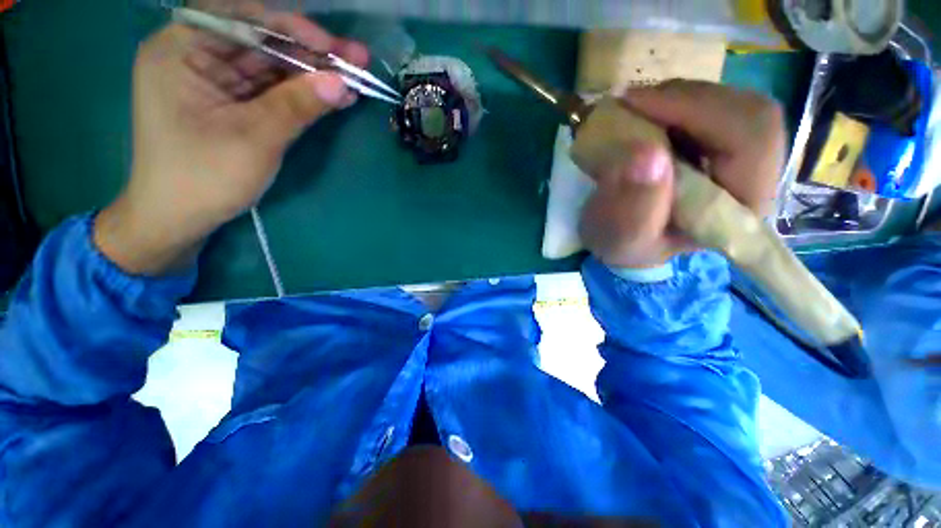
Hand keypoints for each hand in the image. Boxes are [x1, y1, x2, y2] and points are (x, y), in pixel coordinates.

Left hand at [95, 12, 368, 275]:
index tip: (330, 46)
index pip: (240, 17)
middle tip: (355, 58)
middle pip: (262, 41)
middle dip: (310, 51)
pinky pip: (273, 91)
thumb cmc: (204, 177)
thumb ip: (297, 105)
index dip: (290, 26)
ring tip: (354, 77)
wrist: (180, 219)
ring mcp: (217, 81)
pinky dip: (303, 95)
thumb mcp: (254, 138)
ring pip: (272, 67)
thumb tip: (341, 82)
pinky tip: (334, 97)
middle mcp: (197, 56)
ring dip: (313, 74)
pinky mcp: (234, 104)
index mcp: (181, 49)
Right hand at [579, 80, 785, 268]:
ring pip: (732, 101)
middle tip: (631, 103)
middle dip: (686, 99)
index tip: (636, 106)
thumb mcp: (621, 238)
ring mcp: (740, 156)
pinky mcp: (721, 144)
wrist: (625, 240)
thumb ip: (634, 209)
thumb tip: (646, 156)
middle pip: (748, 111)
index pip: (751, 137)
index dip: (698, 109)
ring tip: (634, 110)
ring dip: (678, 98)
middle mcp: (753, 177)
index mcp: (740, 206)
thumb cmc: (625, 244)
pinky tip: (647, 114)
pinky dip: (674, 102)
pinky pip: (713, 106)